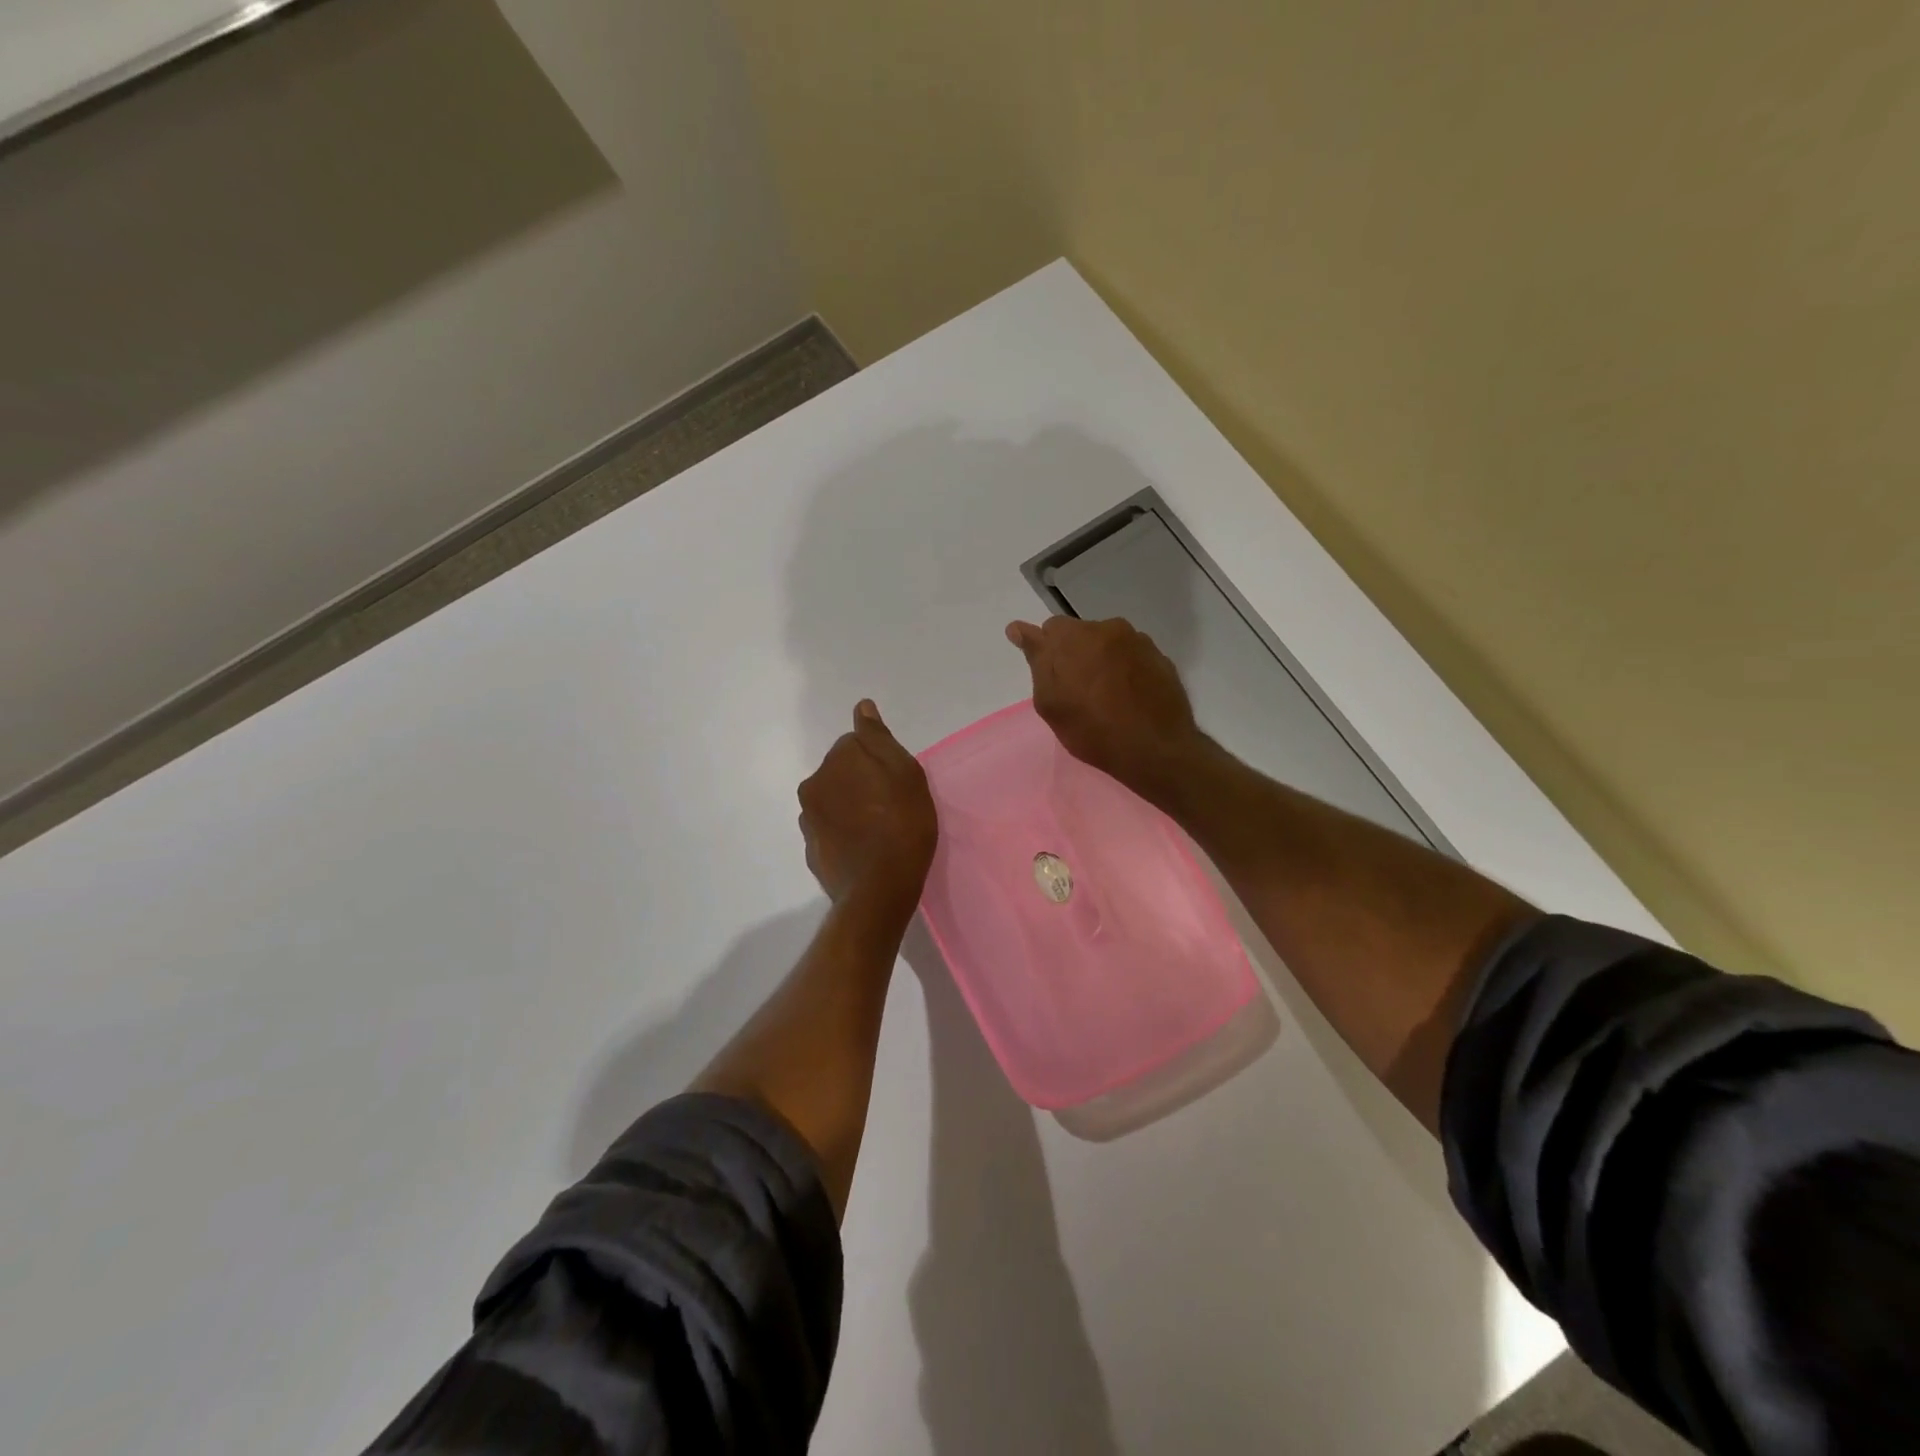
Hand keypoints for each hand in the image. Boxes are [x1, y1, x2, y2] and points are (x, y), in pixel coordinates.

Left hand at [798, 700, 938, 909]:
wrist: (879, 889)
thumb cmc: (902, 825)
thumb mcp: (905, 773)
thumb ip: (879, 738)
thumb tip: (862, 707)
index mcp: (836, 761)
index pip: (856, 744)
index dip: (879, 761)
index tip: (896, 782)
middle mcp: (813, 785)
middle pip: (841, 772)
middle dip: (860, 781)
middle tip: (892, 805)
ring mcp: (808, 820)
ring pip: (833, 801)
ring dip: (850, 807)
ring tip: (879, 831)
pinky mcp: (811, 850)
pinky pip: (830, 830)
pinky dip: (843, 833)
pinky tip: (864, 849)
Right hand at [1005, 616, 1204, 799]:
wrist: (1157, 750)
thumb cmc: (1093, 731)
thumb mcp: (1051, 703)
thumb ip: (1036, 660)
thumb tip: (1019, 628)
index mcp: (1075, 636)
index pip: (1049, 629)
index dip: (1046, 650)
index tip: (1049, 673)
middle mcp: (1107, 628)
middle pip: (1080, 633)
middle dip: (1073, 654)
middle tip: (1076, 692)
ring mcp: (1138, 641)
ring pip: (1107, 643)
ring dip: (1101, 660)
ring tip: (1105, 696)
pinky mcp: (1160, 656)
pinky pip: (1131, 656)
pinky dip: (1124, 669)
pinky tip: (1127, 697)